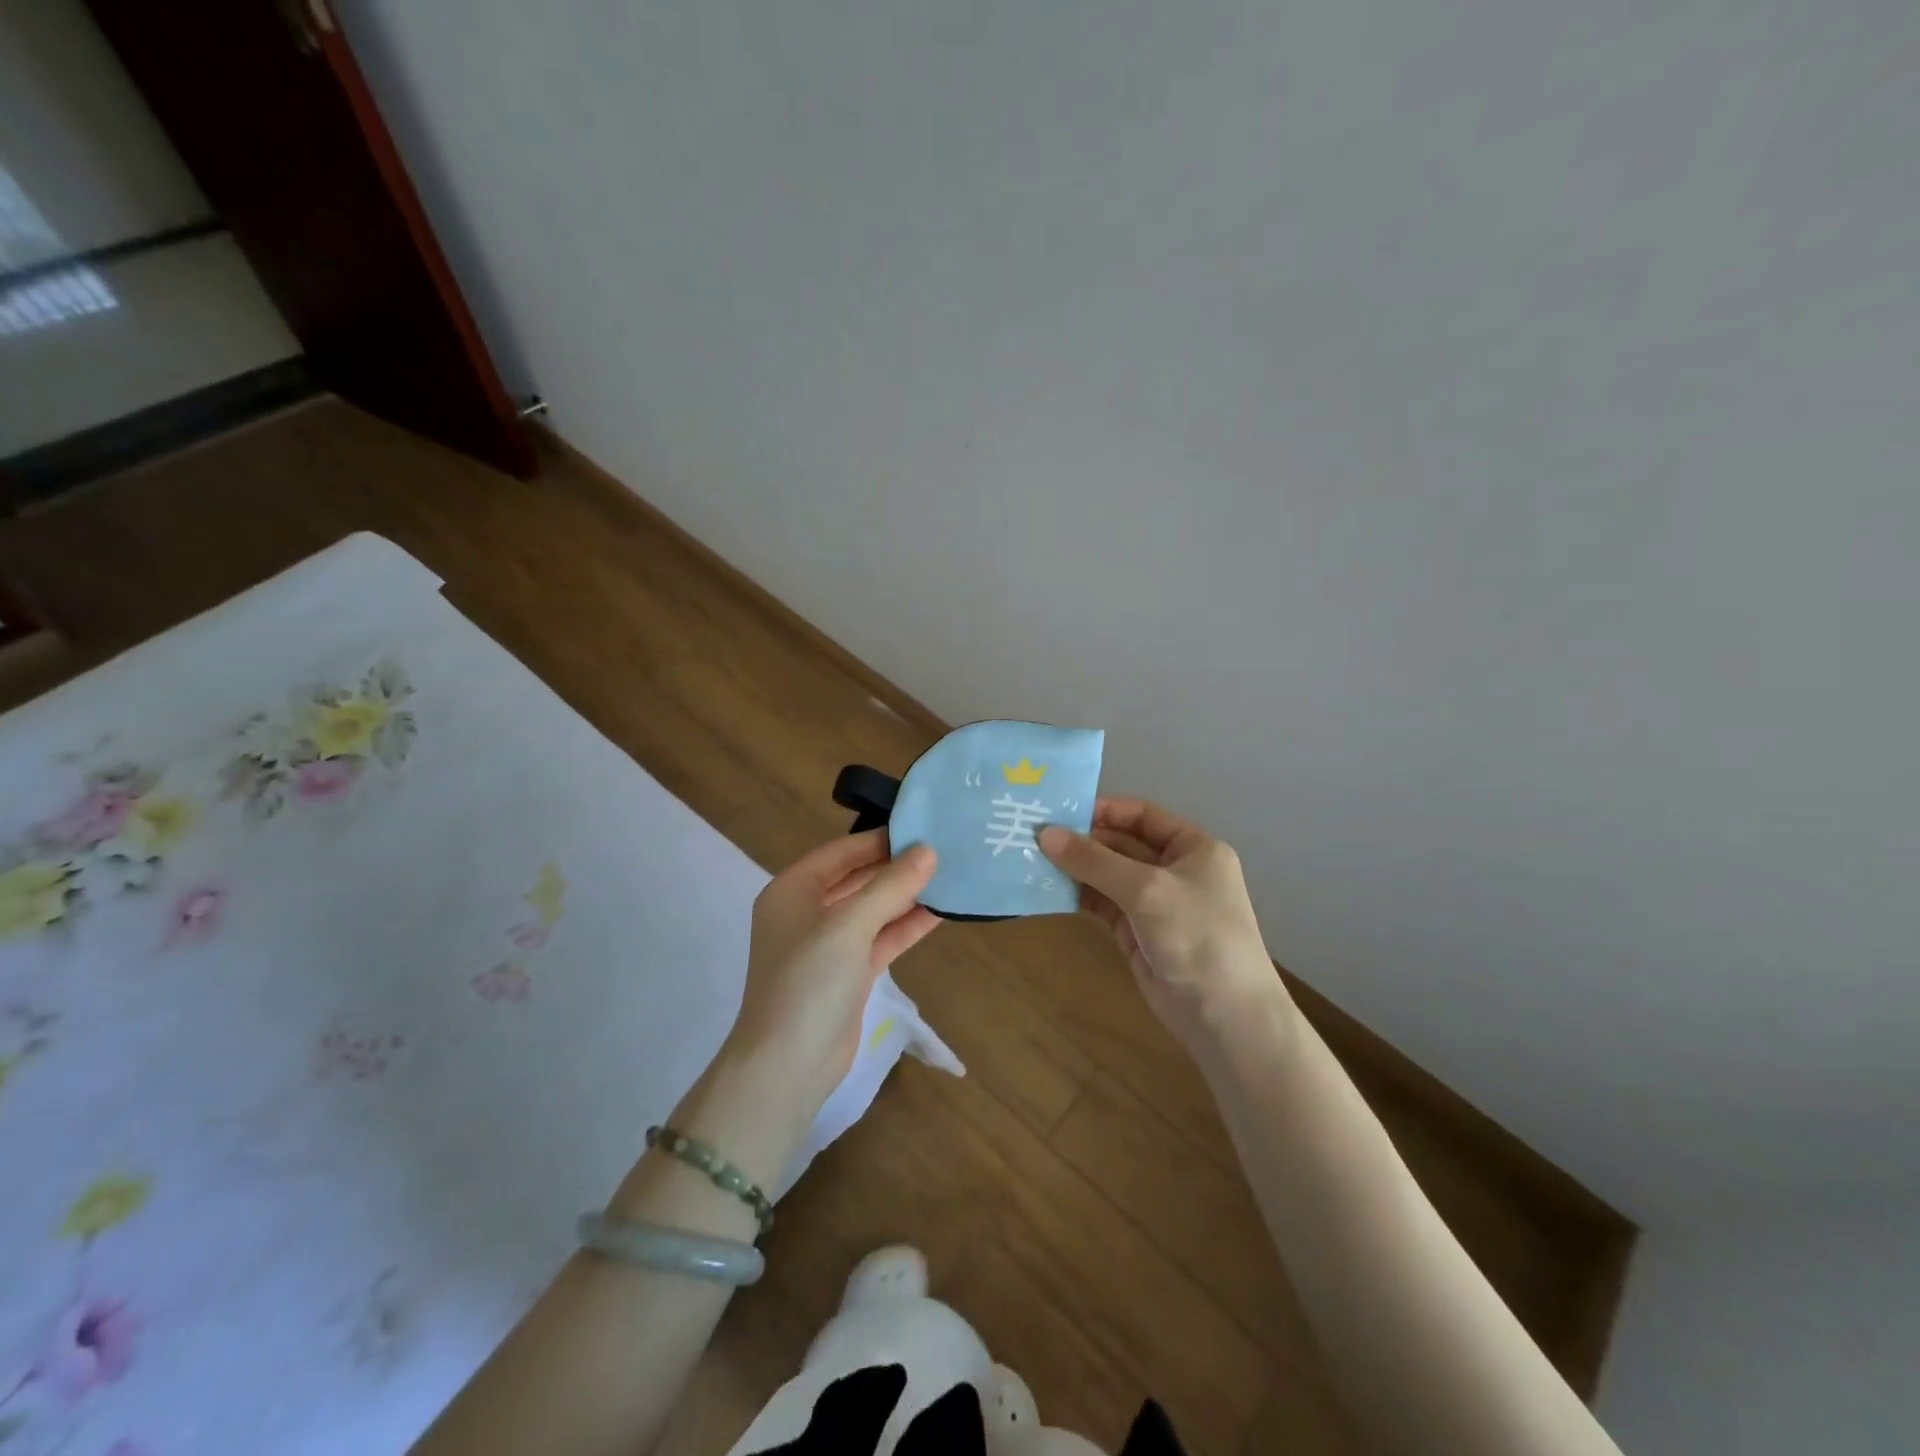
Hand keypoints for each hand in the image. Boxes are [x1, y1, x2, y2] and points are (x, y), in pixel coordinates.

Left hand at [726, 829, 939, 1113]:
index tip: (921, 826)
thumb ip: (890, 886)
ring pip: (872, 910)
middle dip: (896, 867)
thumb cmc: (808, 982)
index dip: (878, 839)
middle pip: (857, 878)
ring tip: (949, 874)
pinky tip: (940, 912)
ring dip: (906, 896)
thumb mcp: (849, 926)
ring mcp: (828, 945)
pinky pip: (880, 938)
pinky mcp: (848, 973)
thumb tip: (928, 851)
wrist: (788, 1067)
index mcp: (792, 891)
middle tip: (942, 848)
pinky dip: (906, 926)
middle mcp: (807, 912)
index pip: (841, 852)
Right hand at [1039, 799, 1283, 1054]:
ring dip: (1076, 868)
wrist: (1225, 1017)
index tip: (1059, 810)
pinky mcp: (1137, 932)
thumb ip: (1094, 861)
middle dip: (1082, 840)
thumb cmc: (1197, 936)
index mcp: (1193, 848)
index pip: (1141, 815)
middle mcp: (1174, 869)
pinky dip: (1078, 895)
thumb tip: (1044, 834)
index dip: (1103, 810)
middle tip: (1033, 835)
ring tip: (1031, 858)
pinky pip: (1103, 903)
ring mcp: (1155, 903)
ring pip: (1108, 875)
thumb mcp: (1146, 890)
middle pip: (1121, 844)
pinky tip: (1047, 888)